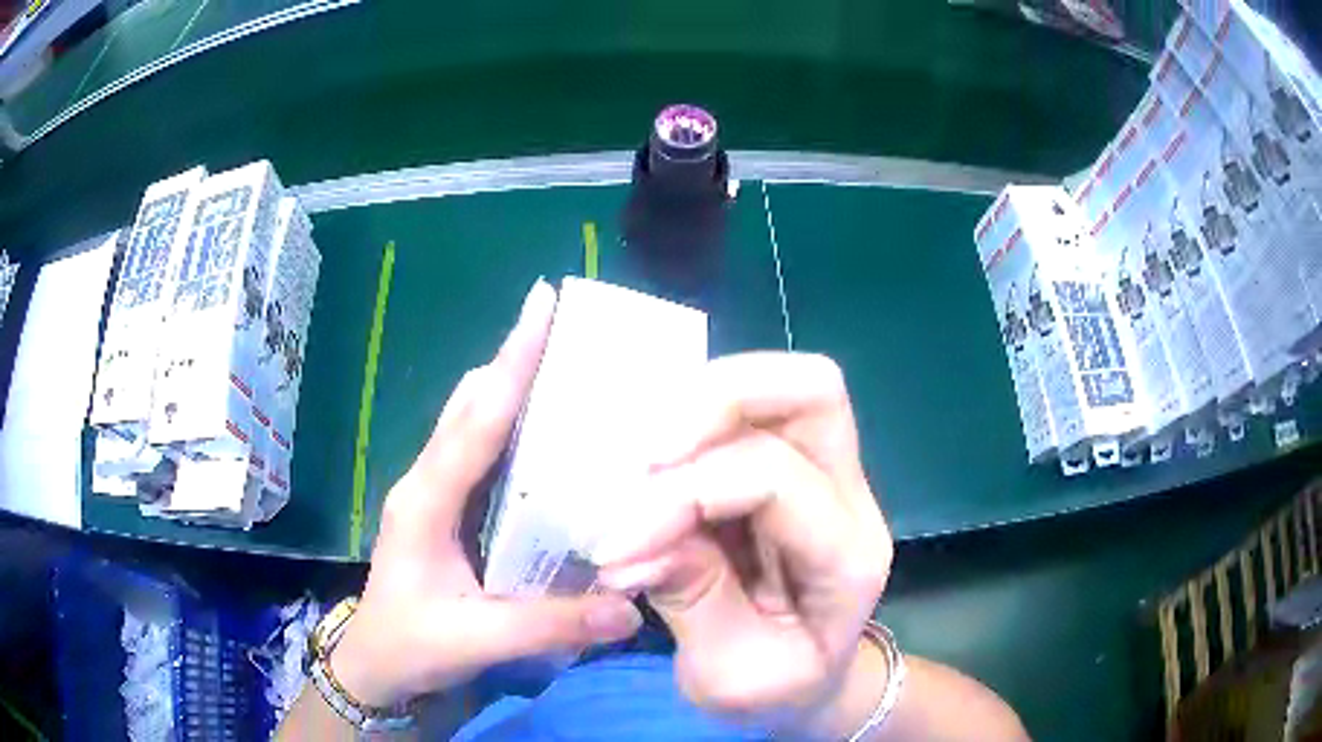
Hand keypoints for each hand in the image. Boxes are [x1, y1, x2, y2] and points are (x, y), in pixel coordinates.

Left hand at [331, 280, 642, 707]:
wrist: (373, 665)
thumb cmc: (411, 647)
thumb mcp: (478, 640)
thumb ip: (552, 625)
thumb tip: (631, 608)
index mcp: (426, 502)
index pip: (475, 422)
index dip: (511, 362)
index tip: (541, 305)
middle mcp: (426, 482)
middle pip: (471, 403)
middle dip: (514, 360)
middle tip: (570, 332)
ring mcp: (431, 492)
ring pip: (471, 421)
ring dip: (511, 387)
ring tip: (566, 369)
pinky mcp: (443, 508)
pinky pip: (478, 450)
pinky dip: (510, 425)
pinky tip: (547, 435)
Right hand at [595, 352, 893, 737]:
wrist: (807, 685)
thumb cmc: (776, 691)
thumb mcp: (733, 677)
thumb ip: (693, 603)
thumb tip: (631, 536)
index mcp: (849, 559)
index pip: (775, 481)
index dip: (684, 496)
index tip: (612, 545)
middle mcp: (849, 497)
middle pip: (811, 391)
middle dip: (718, 400)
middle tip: (645, 453)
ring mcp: (825, 473)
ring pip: (782, 386)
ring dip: (703, 402)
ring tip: (643, 454)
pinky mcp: (789, 467)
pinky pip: (749, 409)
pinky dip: (695, 415)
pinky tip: (654, 454)